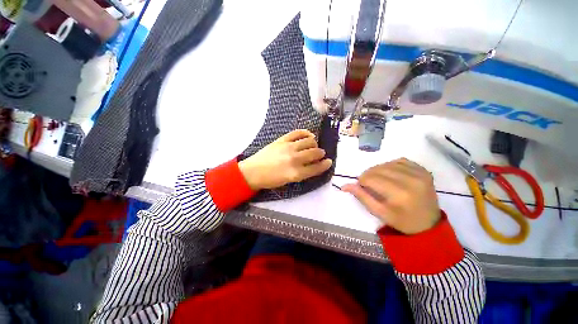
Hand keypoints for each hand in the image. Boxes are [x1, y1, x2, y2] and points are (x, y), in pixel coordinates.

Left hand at [239, 129, 332, 190]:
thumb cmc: (271, 180)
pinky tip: (308, 135)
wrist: (253, 172)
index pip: (316, 168)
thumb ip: (303, 173)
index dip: (325, 165)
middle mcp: (295, 159)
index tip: (329, 162)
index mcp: (296, 173)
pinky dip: (306, 133)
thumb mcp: (289, 181)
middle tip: (320, 154)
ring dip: (314, 143)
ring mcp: (288, 147)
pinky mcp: (282, 140)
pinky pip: (298, 133)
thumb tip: (313, 165)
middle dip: (321, 153)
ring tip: (313, 145)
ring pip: (309, 141)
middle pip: (315, 153)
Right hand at [341, 158, 440, 234]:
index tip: (361, 186)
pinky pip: (400, 161)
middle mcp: (410, 180)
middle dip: (368, 175)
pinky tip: (390, 173)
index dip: (361, 181)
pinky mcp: (423, 170)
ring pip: (387, 164)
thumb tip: (344, 185)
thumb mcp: (379, 212)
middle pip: (378, 169)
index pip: (371, 178)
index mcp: (399, 194)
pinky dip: (390, 165)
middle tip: (368, 183)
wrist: (428, 224)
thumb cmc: (401, 221)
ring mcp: (419, 174)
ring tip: (378, 179)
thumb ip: (361, 196)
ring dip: (378, 170)